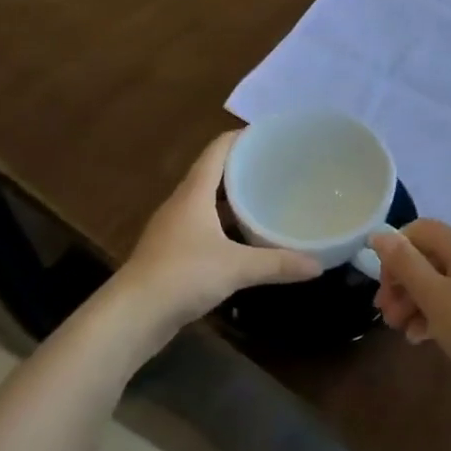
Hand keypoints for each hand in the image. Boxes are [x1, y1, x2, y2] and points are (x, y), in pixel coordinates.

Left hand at [113, 132, 321, 342]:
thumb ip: (277, 264)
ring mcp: (174, 228)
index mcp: (194, 193)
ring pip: (207, 201)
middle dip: (243, 167)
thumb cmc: (182, 276)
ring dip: (233, 197)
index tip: (271, 135)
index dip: (242, 137)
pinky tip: (244, 237)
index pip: (218, 149)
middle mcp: (182, 203)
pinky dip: (224, 223)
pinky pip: (203, 225)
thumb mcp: (236, 268)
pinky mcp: (171, 251)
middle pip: (213, 172)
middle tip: (278, 167)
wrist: (133, 315)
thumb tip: (318, 265)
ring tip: (266, 198)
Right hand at [369, 220, 450, 390]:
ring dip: (413, 302)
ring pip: (437, 284)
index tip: (384, 282)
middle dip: (401, 283)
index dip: (396, 249)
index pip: (420, 230)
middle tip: (385, 313)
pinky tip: (420, 337)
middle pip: (426, 258)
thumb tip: (379, 234)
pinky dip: (433, 315)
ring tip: (399, 329)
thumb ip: (404, 263)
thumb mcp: (433, 295)